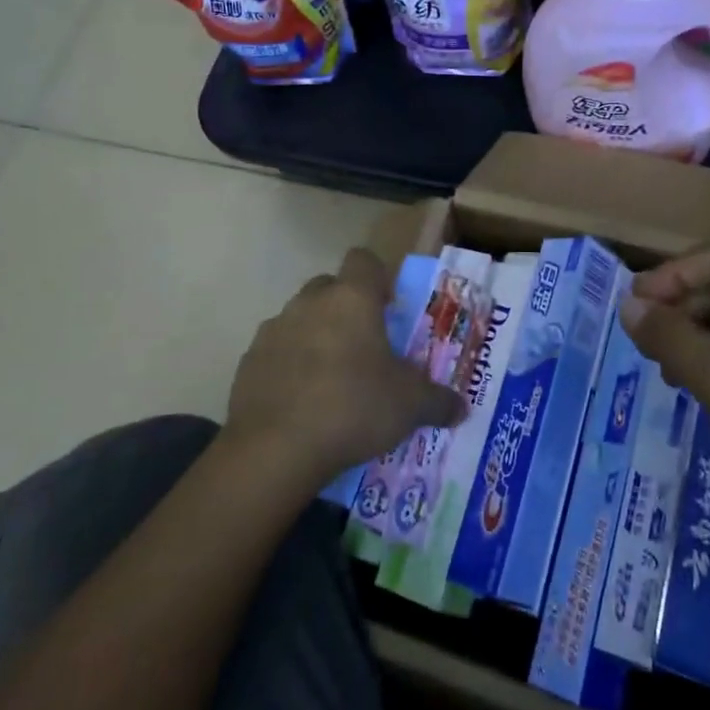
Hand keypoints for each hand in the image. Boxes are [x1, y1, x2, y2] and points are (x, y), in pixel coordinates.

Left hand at [224, 248, 463, 488]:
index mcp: (352, 299)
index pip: (364, 260)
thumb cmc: (353, 408)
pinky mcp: (248, 362)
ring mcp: (273, 330)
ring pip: (300, 319)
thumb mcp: (410, 406)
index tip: (389, 307)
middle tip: (365, 345)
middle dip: (346, 307)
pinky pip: (276, 352)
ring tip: (332, 378)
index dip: (378, 278)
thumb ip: (439, 402)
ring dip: (316, 336)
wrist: (274, 449)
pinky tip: (302, 401)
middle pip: (329, 287)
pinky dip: (289, 366)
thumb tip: (461, 408)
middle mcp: (310, 303)